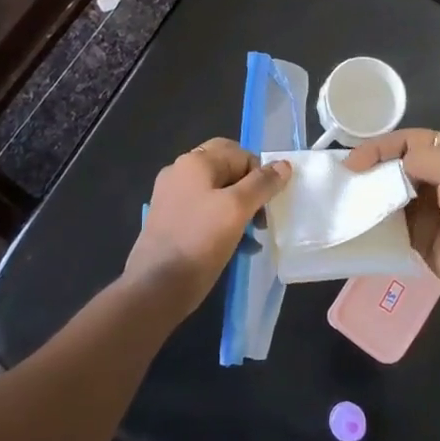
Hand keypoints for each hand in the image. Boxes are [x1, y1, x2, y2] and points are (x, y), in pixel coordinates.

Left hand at [127, 139, 291, 316]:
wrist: (156, 287)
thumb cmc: (199, 241)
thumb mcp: (237, 209)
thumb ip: (262, 184)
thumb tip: (283, 164)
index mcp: (194, 162)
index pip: (239, 153)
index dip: (259, 174)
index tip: (269, 203)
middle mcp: (180, 173)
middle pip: (227, 170)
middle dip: (251, 191)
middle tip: (263, 217)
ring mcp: (172, 197)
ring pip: (217, 193)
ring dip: (240, 209)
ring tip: (254, 235)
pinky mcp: (170, 221)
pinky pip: (205, 212)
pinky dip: (223, 223)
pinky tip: (238, 246)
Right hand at [344, 129, 439, 309]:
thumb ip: (421, 156)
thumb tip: (395, 169)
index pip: (409, 140)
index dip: (380, 147)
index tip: (354, 161)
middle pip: (398, 164)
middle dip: (372, 168)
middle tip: (345, 177)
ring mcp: (430, 207)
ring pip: (392, 192)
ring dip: (371, 192)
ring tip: (345, 196)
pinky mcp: (420, 234)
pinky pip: (391, 221)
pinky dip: (375, 218)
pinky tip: (357, 219)